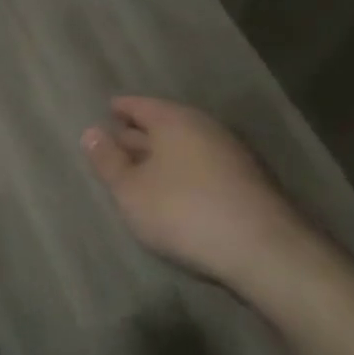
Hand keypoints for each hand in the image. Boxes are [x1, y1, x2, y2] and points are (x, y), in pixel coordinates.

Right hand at [82, 97, 323, 295]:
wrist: (263, 249)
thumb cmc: (183, 212)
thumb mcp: (131, 190)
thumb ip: (108, 161)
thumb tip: (90, 132)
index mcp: (174, 120)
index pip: (141, 105)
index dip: (121, 108)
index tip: (108, 109)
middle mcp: (205, 127)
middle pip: (165, 123)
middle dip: (141, 132)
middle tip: (118, 140)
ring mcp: (233, 153)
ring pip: (188, 145)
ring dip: (165, 154)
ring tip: (144, 168)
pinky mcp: (250, 181)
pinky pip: (206, 165)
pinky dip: (187, 170)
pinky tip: (179, 190)